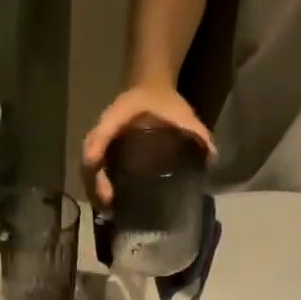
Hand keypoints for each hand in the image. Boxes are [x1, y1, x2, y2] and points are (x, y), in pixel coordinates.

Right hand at [80, 85, 213, 204]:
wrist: (151, 89)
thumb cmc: (164, 102)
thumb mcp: (180, 112)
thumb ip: (195, 130)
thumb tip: (211, 154)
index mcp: (121, 111)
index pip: (105, 126)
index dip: (98, 143)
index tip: (96, 163)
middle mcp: (106, 129)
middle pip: (90, 155)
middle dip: (94, 180)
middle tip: (107, 201)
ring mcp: (103, 145)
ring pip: (89, 170)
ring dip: (94, 191)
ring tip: (108, 210)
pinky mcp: (105, 157)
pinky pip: (95, 175)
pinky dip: (98, 191)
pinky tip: (110, 207)